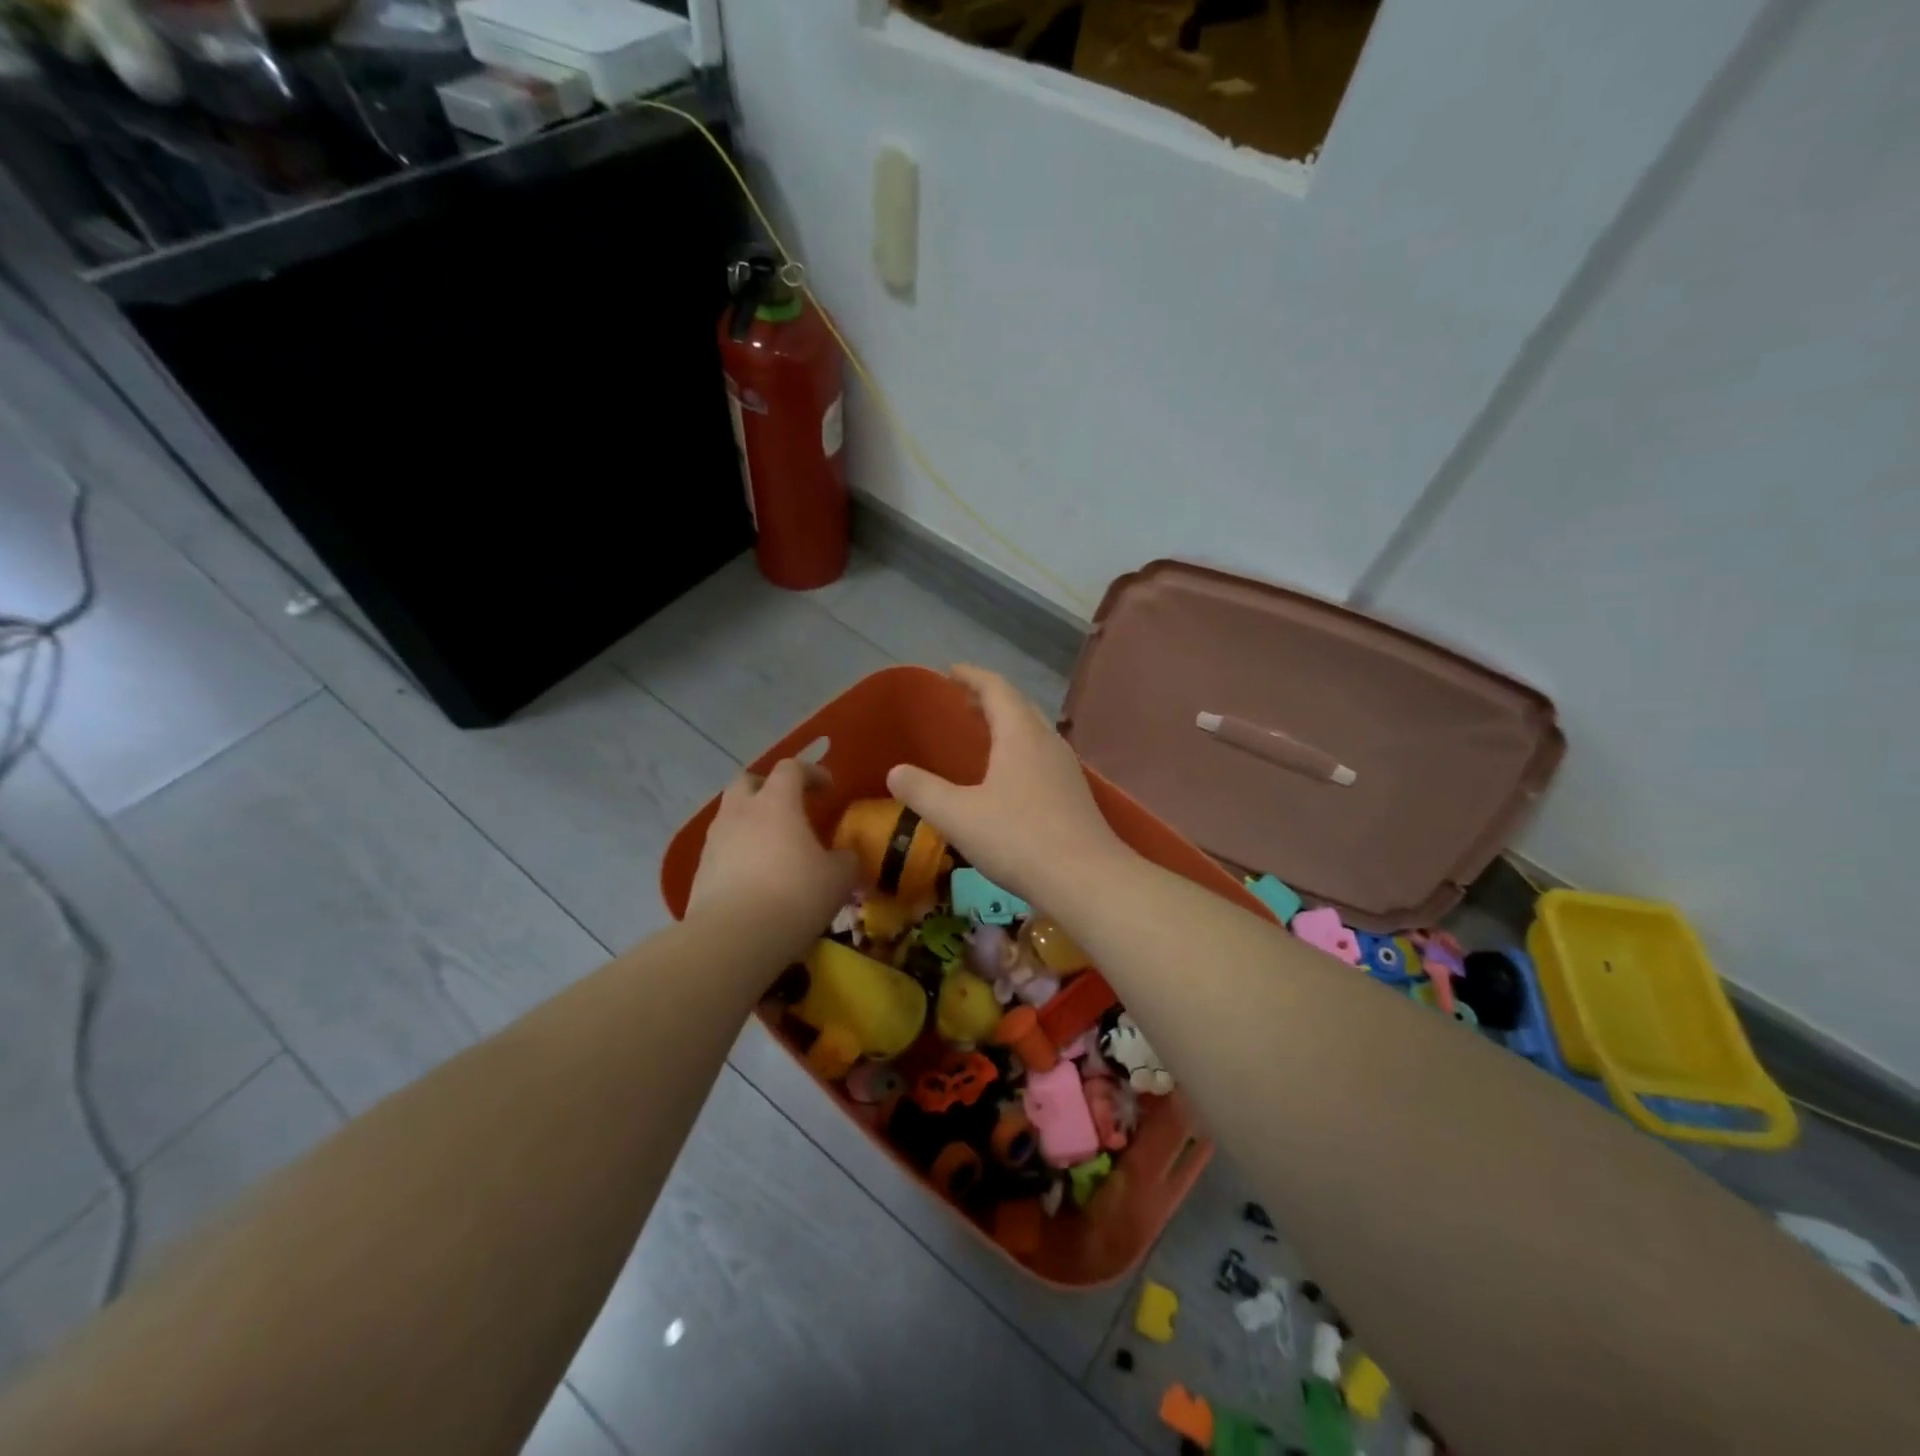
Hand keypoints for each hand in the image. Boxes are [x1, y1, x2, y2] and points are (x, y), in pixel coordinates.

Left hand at [689, 760, 856, 945]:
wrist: (733, 938)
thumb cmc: (794, 896)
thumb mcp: (838, 878)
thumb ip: (846, 860)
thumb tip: (845, 856)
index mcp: (776, 802)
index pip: (791, 768)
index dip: (811, 772)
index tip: (827, 788)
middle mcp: (740, 812)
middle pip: (748, 781)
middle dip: (768, 787)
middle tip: (789, 806)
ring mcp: (715, 840)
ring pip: (730, 814)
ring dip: (751, 820)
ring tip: (772, 845)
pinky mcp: (700, 870)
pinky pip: (722, 848)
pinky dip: (738, 852)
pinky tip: (754, 876)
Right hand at [887, 665, 1129, 905]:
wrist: (1086, 880)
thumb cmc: (1018, 838)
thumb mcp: (958, 816)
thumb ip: (922, 791)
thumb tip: (895, 772)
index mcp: (1020, 734)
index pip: (996, 688)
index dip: (972, 676)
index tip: (950, 671)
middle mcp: (1048, 742)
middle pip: (1018, 706)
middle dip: (989, 698)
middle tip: (961, 701)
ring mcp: (1066, 769)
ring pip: (1033, 732)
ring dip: (1007, 725)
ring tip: (982, 736)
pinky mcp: (1075, 795)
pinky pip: (1042, 757)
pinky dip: (1019, 751)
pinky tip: (1008, 779)